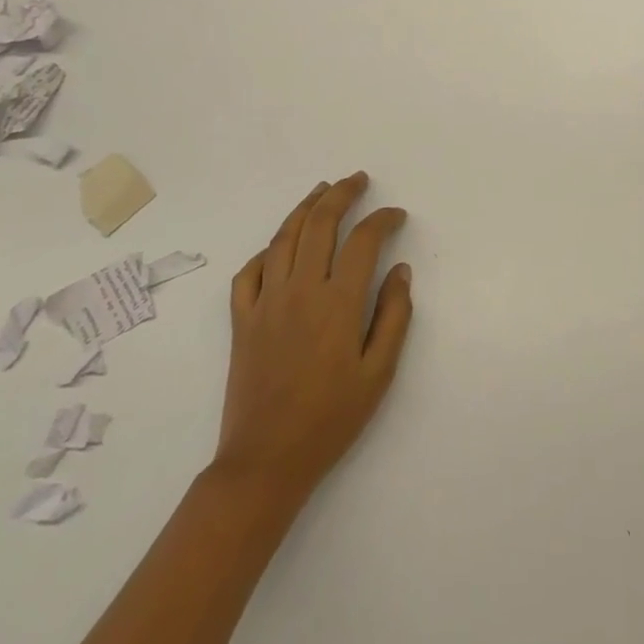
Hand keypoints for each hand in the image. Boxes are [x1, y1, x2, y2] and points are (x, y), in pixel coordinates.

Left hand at [216, 173, 413, 502]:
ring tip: (322, 190)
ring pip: (283, 237)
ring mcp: (266, 302)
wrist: (265, 462)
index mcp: (337, 302)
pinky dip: (267, 250)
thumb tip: (400, 270)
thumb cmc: (330, 419)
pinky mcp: (242, 320)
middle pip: (320, 224)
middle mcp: (300, 290)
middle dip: (341, 194)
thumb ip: (394, 316)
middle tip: (358, 180)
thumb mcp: (378, 373)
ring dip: (305, 207)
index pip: (364, 240)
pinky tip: (279, 246)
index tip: (396, 215)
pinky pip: (250, 271)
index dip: (383, 219)